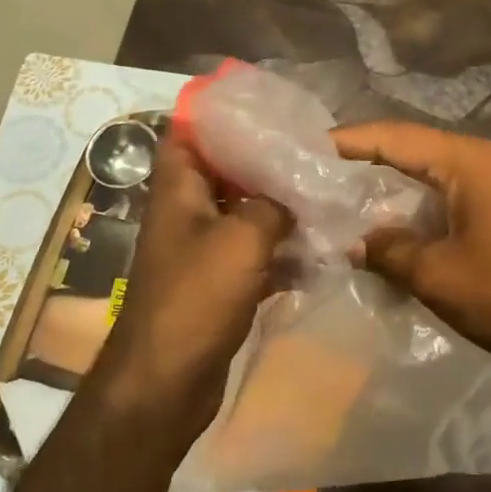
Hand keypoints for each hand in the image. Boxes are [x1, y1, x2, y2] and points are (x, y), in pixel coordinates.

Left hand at [93, 133, 290, 442]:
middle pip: (223, 174)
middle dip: (264, 163)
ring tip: (323, 197)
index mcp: (177, 191)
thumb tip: (295, 194)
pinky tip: (318, 252)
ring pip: (243, 215)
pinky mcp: (218, 285)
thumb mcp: (242, 239)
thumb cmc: (196, 298)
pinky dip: (280, 253)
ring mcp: (201, 252)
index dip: (218, 116)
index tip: (264, 109)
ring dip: (278, 210)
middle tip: (310, 154)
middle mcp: (186, 214)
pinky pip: (253, 256)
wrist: (167, 382)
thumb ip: (273, 205)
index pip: (187, 134)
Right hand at [331, 121, 490, 386]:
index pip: (392, 137)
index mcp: (466, 161)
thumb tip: (355, 241)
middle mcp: (481, 160)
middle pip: (409, 149)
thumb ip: (389, 251)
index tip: (303, 151)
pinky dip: (414, 207)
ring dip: (387, 188)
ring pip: (427, 174)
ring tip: (339, 203)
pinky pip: (446, 196)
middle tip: (313, 178)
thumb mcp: (438, 275)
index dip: (346, 142)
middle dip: (362, 163)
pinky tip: (387, 229)